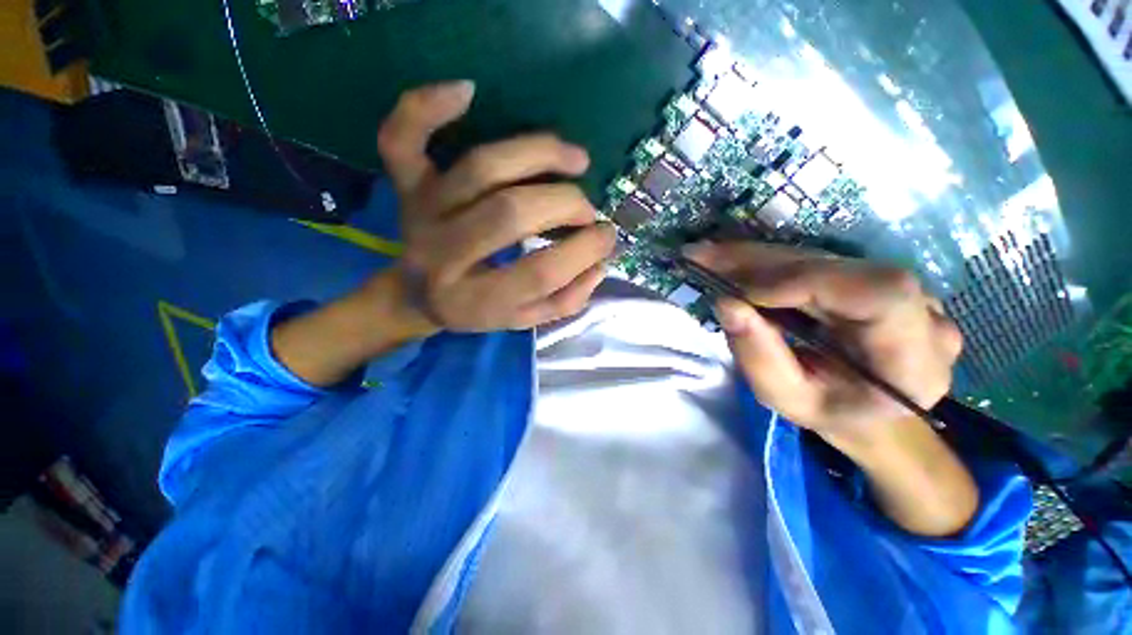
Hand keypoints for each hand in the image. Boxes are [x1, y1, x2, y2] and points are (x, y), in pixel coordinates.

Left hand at [376, 81, 615, 331]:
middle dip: (565, 205)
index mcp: (475, 301)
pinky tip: (467, 90)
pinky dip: (426, 107)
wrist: (416, 297)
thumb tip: (599, 263)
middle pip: (511, 213)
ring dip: (538, 155)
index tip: (607, 237)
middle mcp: (444, 255)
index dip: (583, 252)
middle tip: (587, 211)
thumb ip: (565, 300)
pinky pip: (401, 138)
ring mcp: (421, 214)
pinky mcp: (405, 186)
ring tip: (577, 159)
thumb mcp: (524, 320)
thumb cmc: (477, 310)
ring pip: (481, 168)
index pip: (539, 273)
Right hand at [688, 242, 962, 451]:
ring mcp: (899, 289)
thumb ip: (758, 357)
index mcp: (913, 360)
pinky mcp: (871, 277)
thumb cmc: (829, 413)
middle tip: (704, 258)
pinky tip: (731, 260)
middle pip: (838, 267)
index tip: (741, 291)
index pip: (879, 294)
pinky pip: (815, 261)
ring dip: (756, 257)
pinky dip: (767, 261)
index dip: (806, 281)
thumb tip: (725, 302)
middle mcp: (921, 312)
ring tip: (708, 257)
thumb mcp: (785, 398)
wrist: (866, 408)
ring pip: (820, 258)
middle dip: (761, 263)